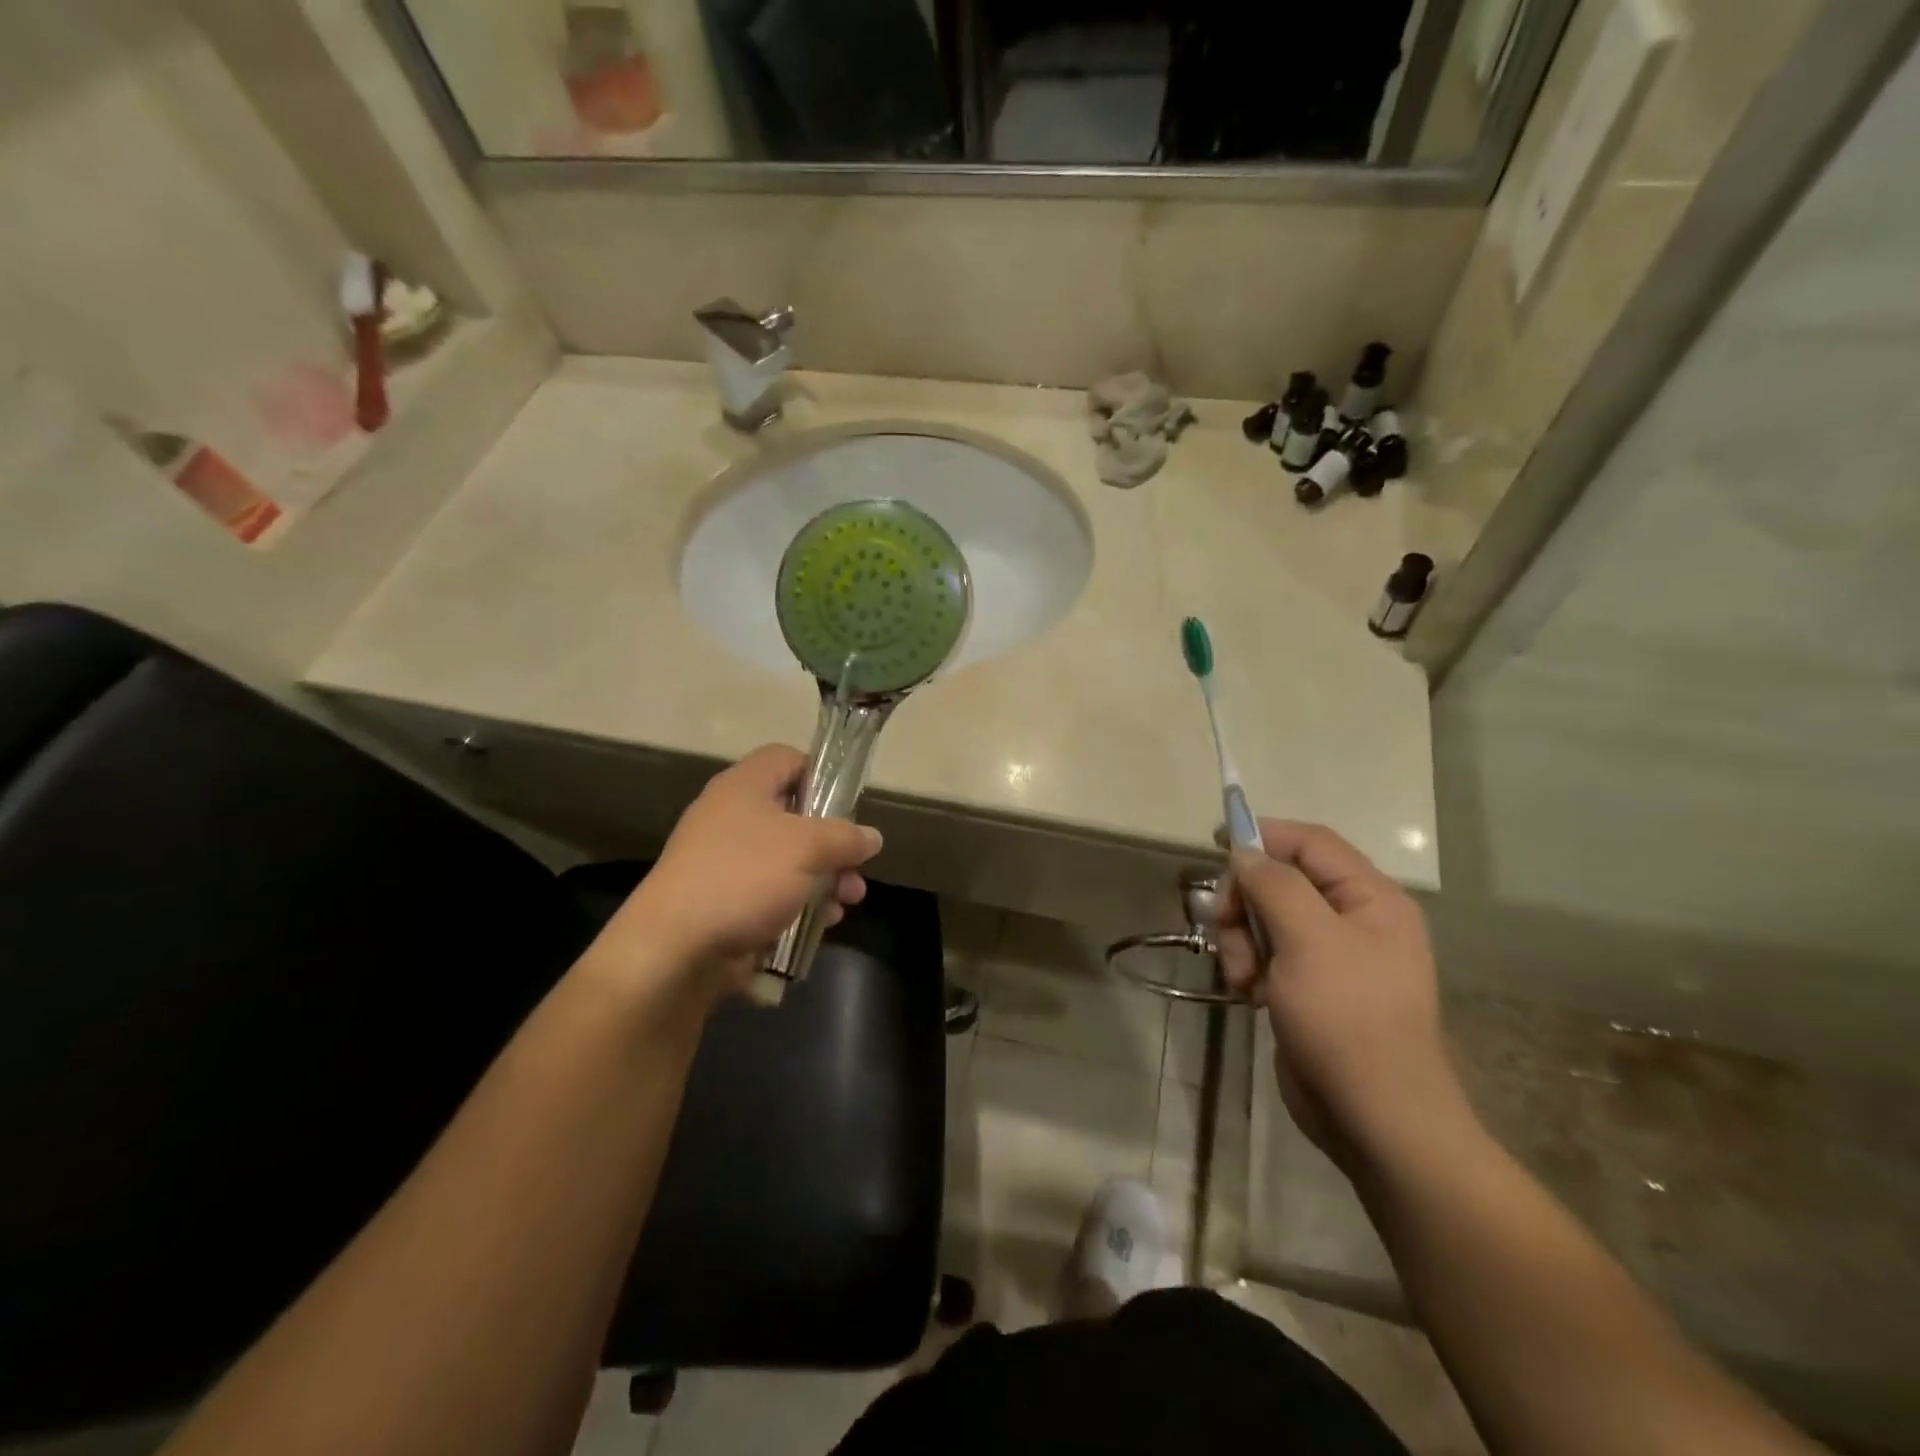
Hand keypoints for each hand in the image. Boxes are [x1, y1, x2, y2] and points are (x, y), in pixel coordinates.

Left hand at [584, 745, 882, 1004]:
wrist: (675, 949)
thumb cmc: (745, 878)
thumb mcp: (808, 848)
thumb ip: (846, 837)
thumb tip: (870, 837)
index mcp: (745, 787)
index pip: (787, 759)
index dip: (821, 774)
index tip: (847, 806)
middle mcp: (732, 817)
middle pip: (796, 816)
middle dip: (834, 844)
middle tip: (857, 868)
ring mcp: (726, 861)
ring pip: (789, 860)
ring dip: (825, 878)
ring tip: (848, 902)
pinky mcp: (725, 901)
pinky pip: (772, 893)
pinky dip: (799, 904)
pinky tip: (822, 923)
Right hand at [1215, 820, 1469, 1172]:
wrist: (1375, 1117)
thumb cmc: (1348, 1018)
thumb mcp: (1309, 940)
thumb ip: (1275, 885)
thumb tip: (1245, 853)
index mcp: (1370, 899)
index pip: (1311, 843)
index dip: (1264, 835)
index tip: (1216, 843)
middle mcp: (1354, 920)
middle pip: (1282, 881)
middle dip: (1245, 900)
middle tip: (1222, 926)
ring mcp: (1331, 957)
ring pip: (1267, 919)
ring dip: (1241, 940)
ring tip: (1241, 976)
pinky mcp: (1309, 988)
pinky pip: (1268, 954)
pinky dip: (1250, 966)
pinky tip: (1249, 994)